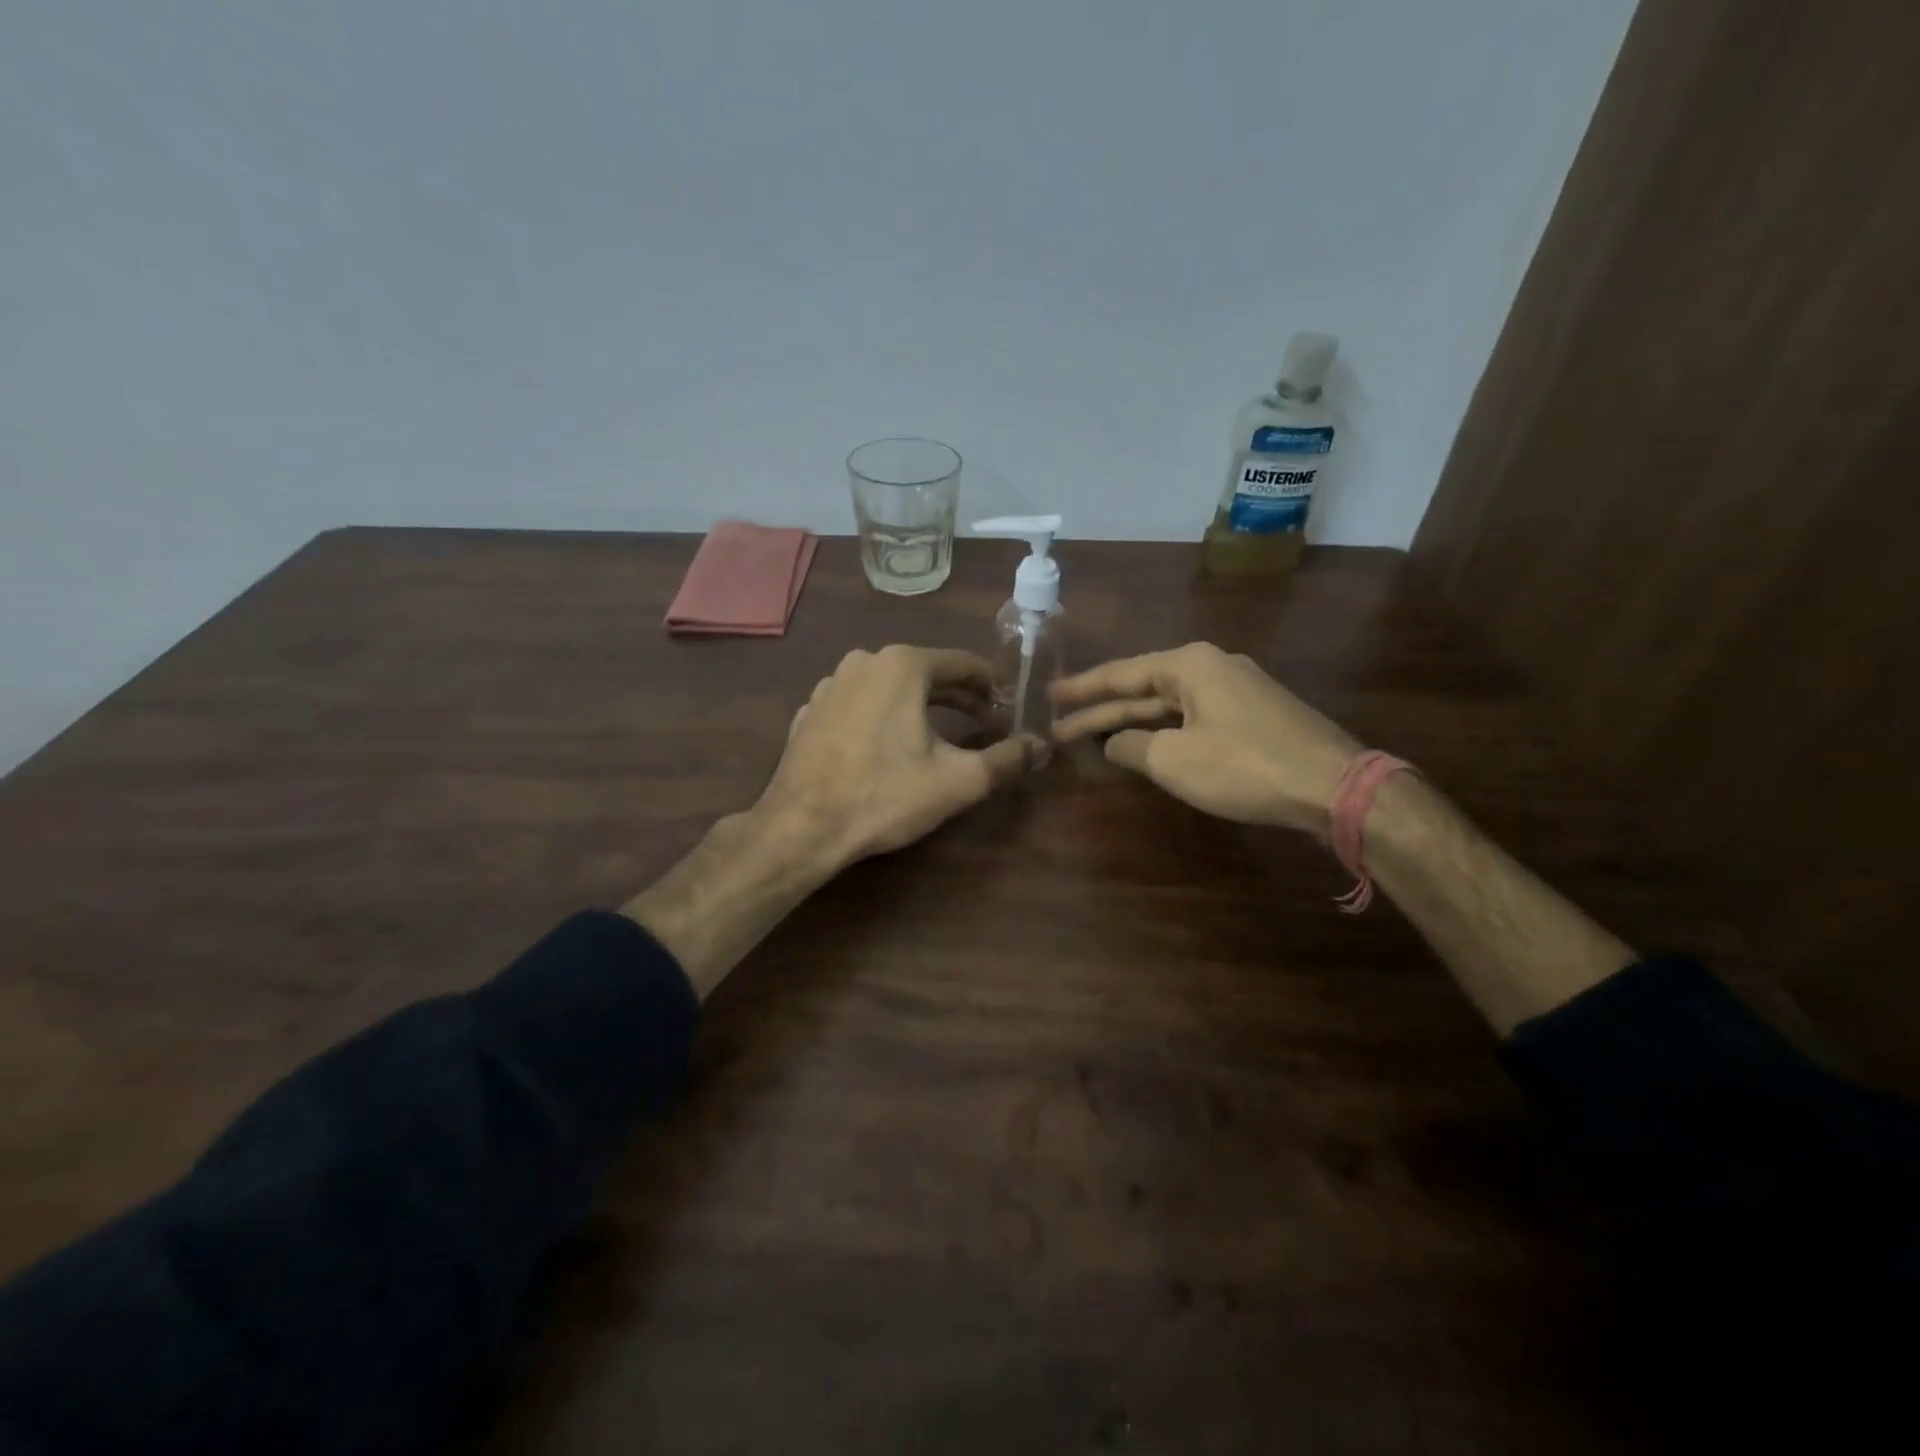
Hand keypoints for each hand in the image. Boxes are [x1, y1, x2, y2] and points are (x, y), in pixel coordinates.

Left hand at [761, 645, 1040, 869]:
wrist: (802, 827)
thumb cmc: (886, 795)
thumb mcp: (958, 781)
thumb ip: (1007, 759)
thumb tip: (1043, 746)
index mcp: (903, 665)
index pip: (963, 664)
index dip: (992, 685)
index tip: (1008, 706)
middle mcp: (863, 661)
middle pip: (925, 672)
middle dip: (958, 696)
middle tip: (985, 721)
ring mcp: (830, 685)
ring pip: (889, 687)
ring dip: (919, 705)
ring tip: (940, 733)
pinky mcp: (810, 711)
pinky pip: (859, 705)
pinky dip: (882, 717)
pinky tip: (888, 746)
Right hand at [1051, 643, 1360, 832]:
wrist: (1334, 785)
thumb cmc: (1243, 766)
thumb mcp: (1173, 760)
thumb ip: (1132, 747)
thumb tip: (1115, 743)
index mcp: (1189, 665)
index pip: (1121, 674)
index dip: (1081, 689)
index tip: (1049, 695)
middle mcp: (1212, 666)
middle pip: (1143, 689)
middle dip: (1101, 711)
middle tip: (1060, 727)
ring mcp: (1236, 690)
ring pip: (1169, 705)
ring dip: (1132, 724)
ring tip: (1093, 738)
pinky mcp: (1253, 715)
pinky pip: (1193, 717)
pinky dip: (1163, 732)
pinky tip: (1147, 746)